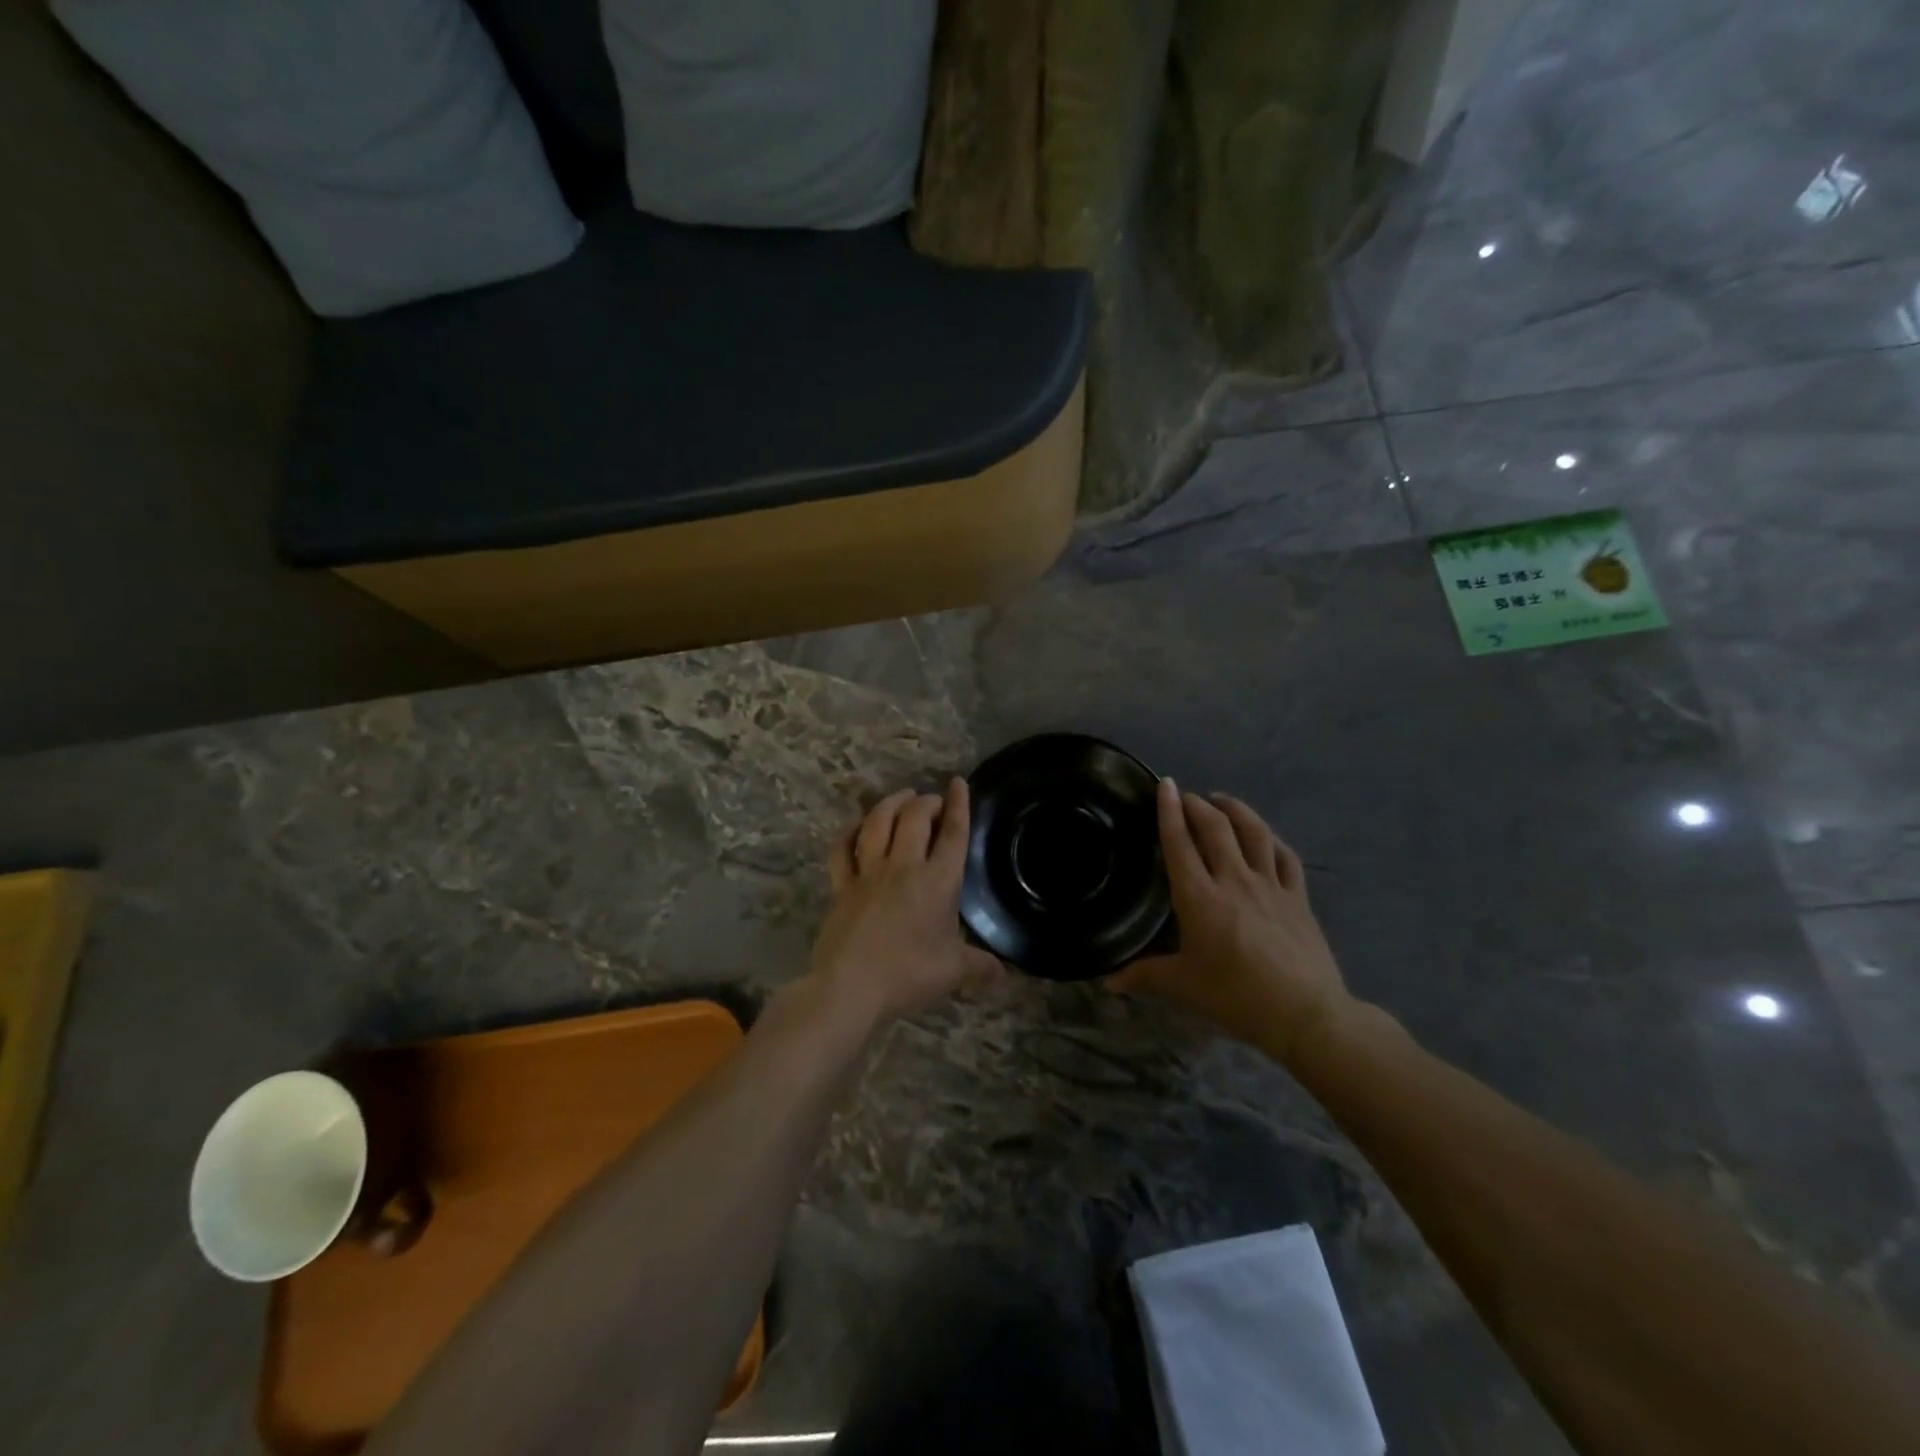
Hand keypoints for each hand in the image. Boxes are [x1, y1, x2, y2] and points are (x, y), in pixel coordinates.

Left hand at [806, 779, 1004, 1027]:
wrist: (851, 987)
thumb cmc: (908, 974)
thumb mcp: (953, 972)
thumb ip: (980, 968)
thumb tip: (1004, 976)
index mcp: (937, 881)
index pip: (952, 833)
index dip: (959, 805)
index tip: (958, 783)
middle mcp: (904, 866)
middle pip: (915, 817)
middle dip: (926, 802)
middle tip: (933, 802)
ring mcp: (868, 872)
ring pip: (878, 823)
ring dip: (890, 804)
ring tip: (901, 798)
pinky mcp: (841, 885)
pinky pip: (842, 848)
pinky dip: (850, 832)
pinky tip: (857, 826)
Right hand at [1109, 779, 1353, 1064]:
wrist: (1304, 1014)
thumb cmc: (1235, 996)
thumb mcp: (1184, 985)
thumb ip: (1145, 975)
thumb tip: (1109, 981)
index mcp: (1199, 897)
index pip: (1179, 842)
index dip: (1169, 810)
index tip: (1165, 785)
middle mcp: (1233, 879)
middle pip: (1215, 827)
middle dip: (1198, 805)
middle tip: (1186, 797)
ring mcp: (1270, 885)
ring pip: (1253, 832)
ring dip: (1236, 809)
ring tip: (1222, 801)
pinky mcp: (1299, 897)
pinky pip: (1285, 856)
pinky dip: (1271, 839)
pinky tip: (1264, 836)